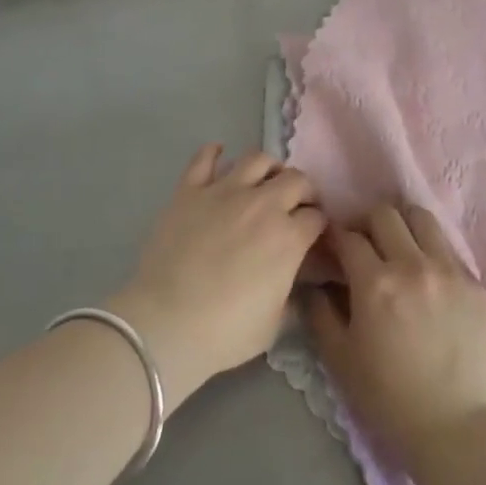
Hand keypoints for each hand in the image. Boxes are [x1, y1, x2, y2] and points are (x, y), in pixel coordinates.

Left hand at [109, 146, 324, 406]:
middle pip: (296, 179)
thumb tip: (300, 283)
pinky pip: (204, 158)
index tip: (313, 234)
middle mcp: (262, 204)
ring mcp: (224, 191)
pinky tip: (219, 156)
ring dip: (268, 168)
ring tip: (264, 181)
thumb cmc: (226, 331)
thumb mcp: (275, 323)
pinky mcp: (190, 190)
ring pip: (257, 159)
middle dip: (303, 191)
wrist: (167, 322)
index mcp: (288, 237)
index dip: (318, 225)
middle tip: (296, 206)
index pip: (317, 217)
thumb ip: (292, 294)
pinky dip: (214, 153)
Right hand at [308, 203, 485, 467]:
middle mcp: (413, 265)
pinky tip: (426, 277)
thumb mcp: (339, 357)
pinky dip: (431, 252)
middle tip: (363, 244)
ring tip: (398, 247)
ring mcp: (450, 271)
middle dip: (366, 223)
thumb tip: (313, 281)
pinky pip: (448, 249)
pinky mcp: (476, 284)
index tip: (331, 245)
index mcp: (376, 283)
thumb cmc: (388, 397)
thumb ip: (320, 311)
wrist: (455, 428)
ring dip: (402, 225)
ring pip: (422, 218)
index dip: (334, 236)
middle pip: (385, 214)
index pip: (348, 236)